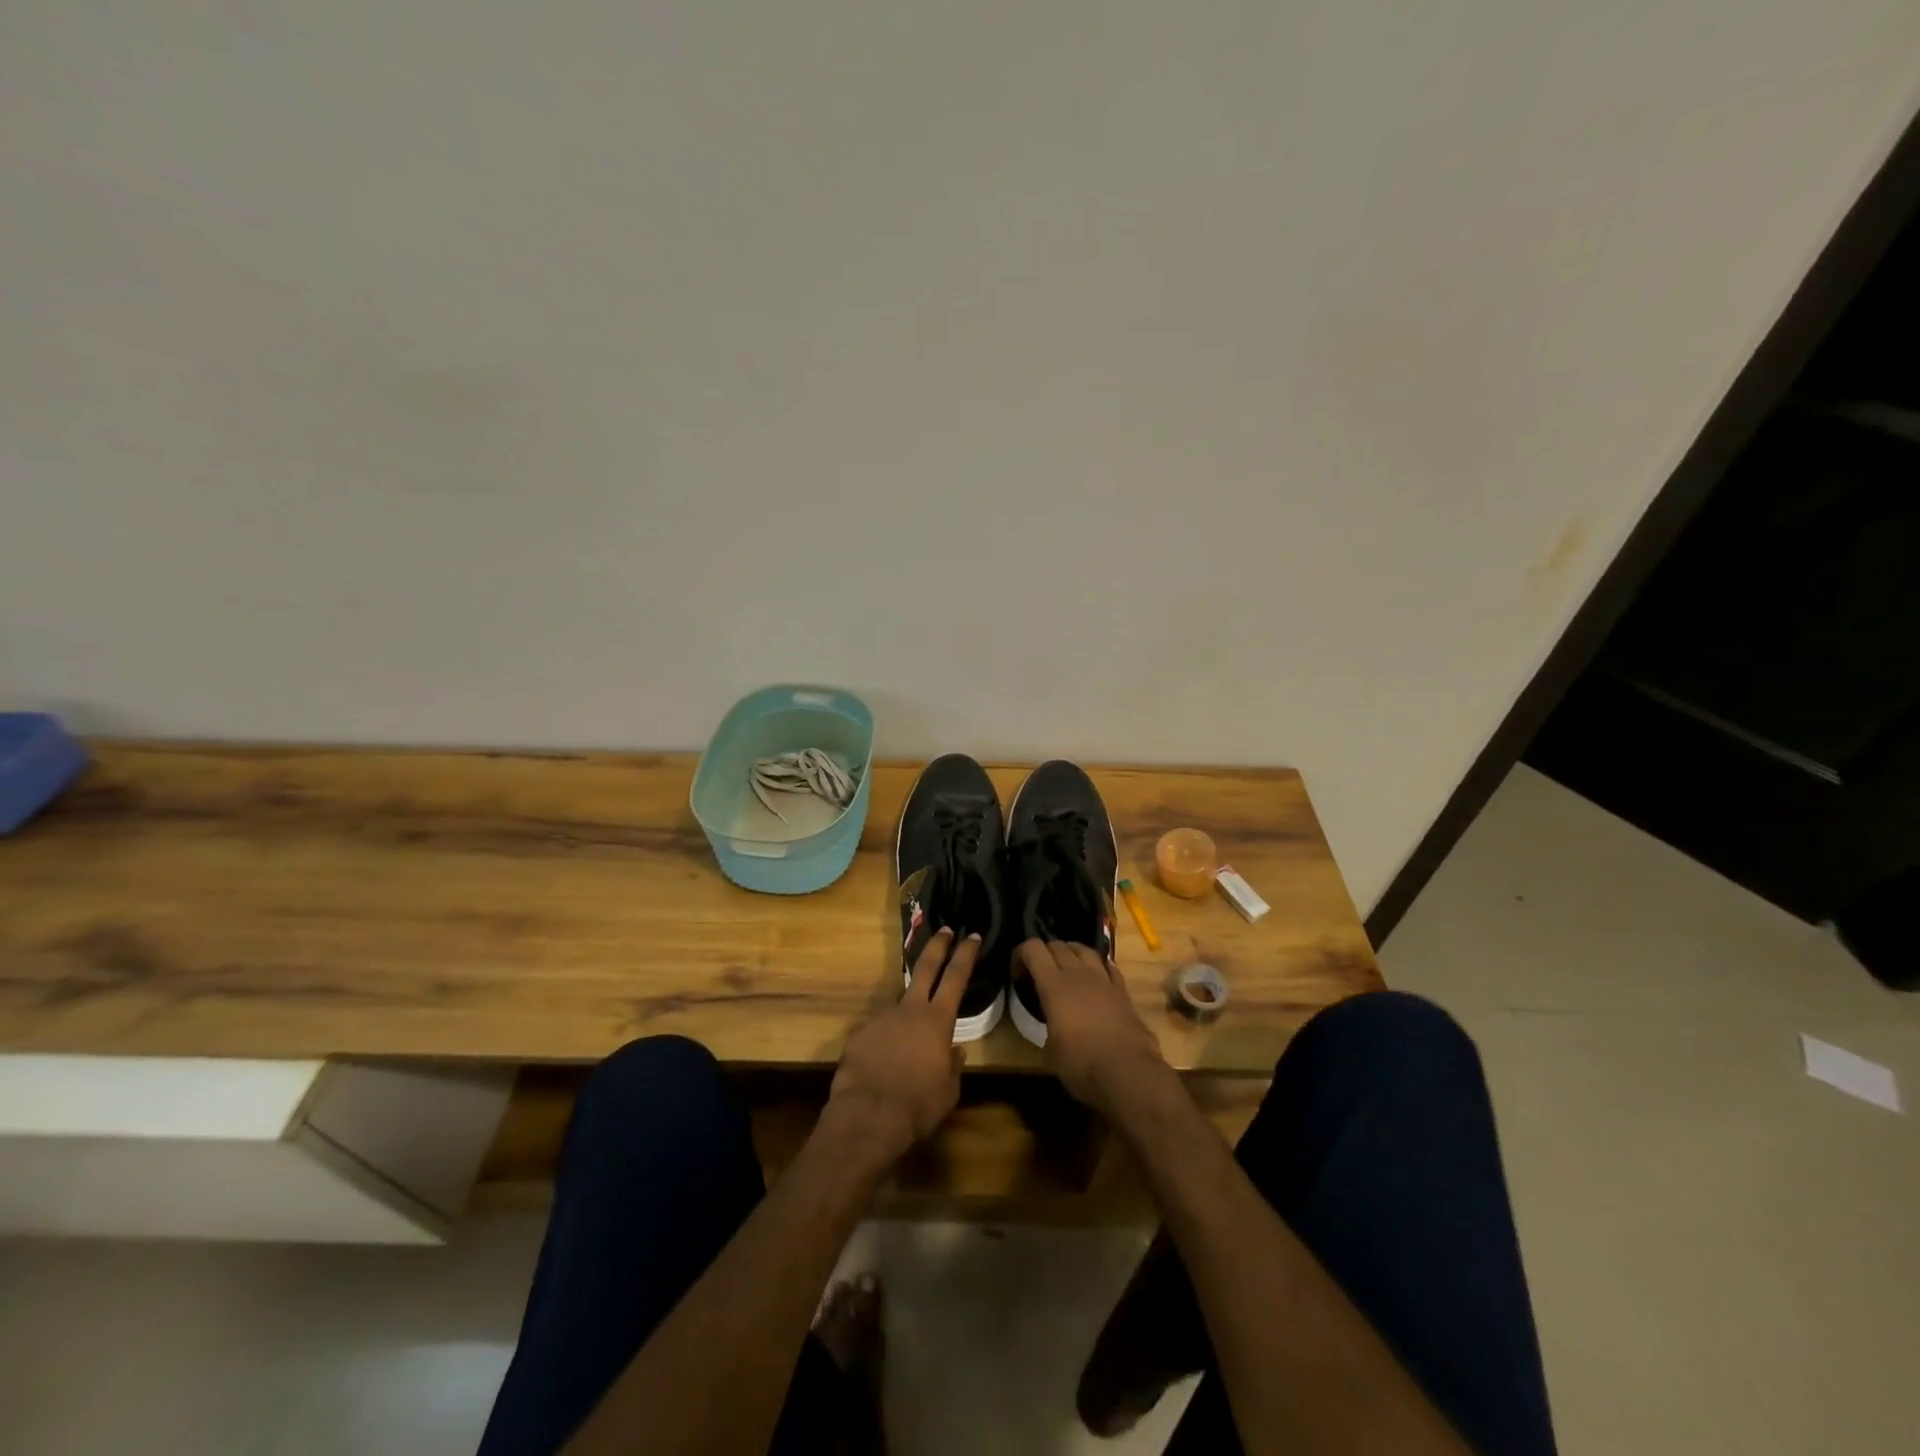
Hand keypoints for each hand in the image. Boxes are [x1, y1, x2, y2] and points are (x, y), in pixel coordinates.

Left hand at [826, 928, 978, 1165]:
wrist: (868, 1115)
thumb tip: (954, 1051)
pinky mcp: (859, 1033)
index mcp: (938, 1021)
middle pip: (926, 968)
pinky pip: (878, 1033)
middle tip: (944, 930)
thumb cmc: (918, 1105)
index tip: (971, 935)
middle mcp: (910, 1010)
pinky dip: (884, 1044)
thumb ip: (953, 1066)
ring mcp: (882, 1018)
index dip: (965, 954)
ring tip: (907, 1048)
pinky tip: (882, 1066)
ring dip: (906, 1018)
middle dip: (937, 946)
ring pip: (899, 1007)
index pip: (956, 977)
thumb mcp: (949, 1091)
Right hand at [1017, 940, 1171, 1114]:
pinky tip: (1096, 976)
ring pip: (1085, 950)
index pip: (1033, 949)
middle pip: (1058, 946)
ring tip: (1067, 966)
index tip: (1017, 972)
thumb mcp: (1051, 1052)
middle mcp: (1078, 974)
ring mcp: (1104, 980)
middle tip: (1040, 971)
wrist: (1128, 1073)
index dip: (1021, 953)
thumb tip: (1054, 1030)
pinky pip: (1109, 967)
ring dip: (1072, 953)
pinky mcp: (1123, 992)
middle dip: (1045, 952)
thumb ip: (1049, 1029)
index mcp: (1054, 986)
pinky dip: (1099, 966)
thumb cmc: (1082, 1065)